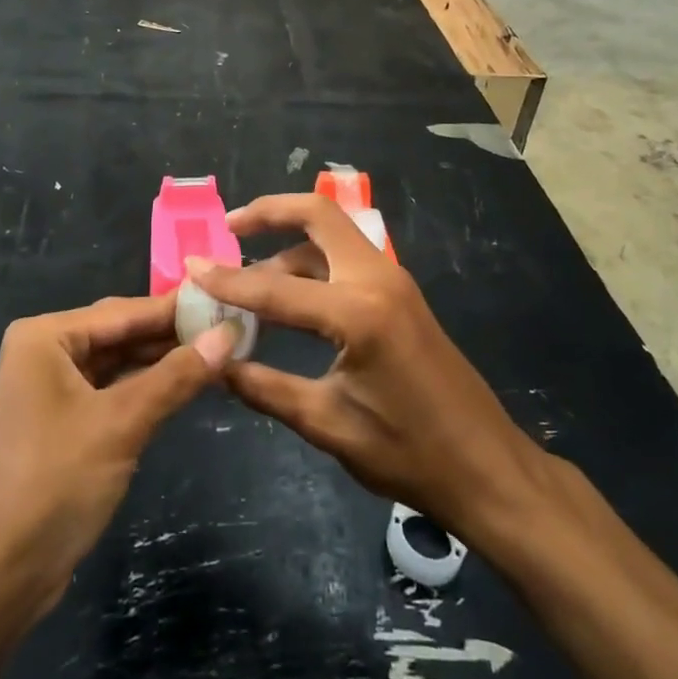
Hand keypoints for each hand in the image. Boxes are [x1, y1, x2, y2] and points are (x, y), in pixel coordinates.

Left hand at [0, 297, 237, 621]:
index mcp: (45, 336)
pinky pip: (110, 391)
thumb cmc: (53, 484)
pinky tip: (183, 386)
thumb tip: (228, 333)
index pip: (124, 311)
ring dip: (161, 362)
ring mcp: (50, 388)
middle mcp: (44, 351)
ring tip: (219, 352)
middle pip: (120, 333)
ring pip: (117, 363)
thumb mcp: (120, 424)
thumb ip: (176, 376)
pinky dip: (144, 389)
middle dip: (171, 335)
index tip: (227, 301)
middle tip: (230, 328)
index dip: (176, 308)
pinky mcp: (61, 422)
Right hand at [189, 194, 541, 545]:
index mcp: (359, 312)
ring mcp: (394, 280)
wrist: (486, 466)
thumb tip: (214, 364)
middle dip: (271, 212)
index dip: (228, 281)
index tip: (191, 268)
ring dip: (290, 238)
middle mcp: (377, 279)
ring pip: (333, 233)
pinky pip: (348, 256)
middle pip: (318, 215)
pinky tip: (288, 290)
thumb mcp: (327, 424)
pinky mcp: (400, 292)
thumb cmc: (408, 452)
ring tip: (248, 268)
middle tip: (230, 227)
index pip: (276, 288)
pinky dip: (312, 259)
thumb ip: (265, 387)